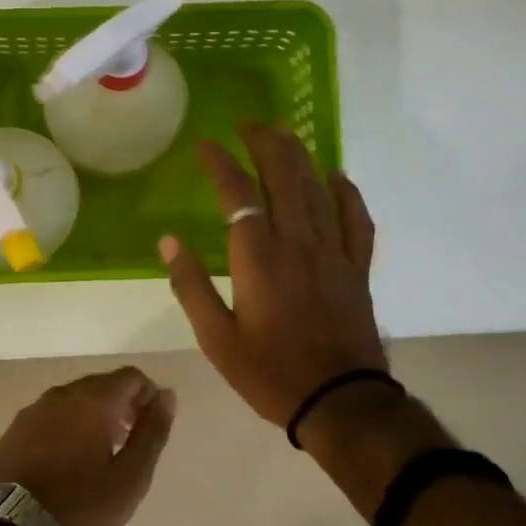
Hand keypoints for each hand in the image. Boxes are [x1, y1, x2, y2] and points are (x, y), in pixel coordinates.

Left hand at [0, 368, 175, 525]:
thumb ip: (152, 431)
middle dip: (121, 407)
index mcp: (92, 399)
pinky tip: (68, 463)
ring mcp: (33, 411)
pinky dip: (66, 428)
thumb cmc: (82, 506)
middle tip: (129, 445)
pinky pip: (50, 417)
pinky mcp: (14, 431)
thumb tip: (166, 395)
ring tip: (100, 457)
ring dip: (93, 417)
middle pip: (101, 385)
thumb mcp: (131, 476)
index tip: (150, 428)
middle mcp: (61, 394)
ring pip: (73, 401)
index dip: (148, 396)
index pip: (130, 377)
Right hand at [159, 124, 384, 426]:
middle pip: (283, 176)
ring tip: (284, 135)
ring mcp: (332, 251)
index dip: (220, 163)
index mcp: (258, 258)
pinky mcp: (357, 267)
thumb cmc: (270, 373)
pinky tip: (337, 175)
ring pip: (318, 189)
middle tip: (249, 124)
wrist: (340, 401)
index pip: (237, 194)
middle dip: (265, 143)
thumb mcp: (216, 339)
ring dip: (300, 156)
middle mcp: (297, 242)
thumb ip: (191, 286)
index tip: (206, 145)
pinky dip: (347, 192)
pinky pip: (356, 219)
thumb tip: (168, 241)